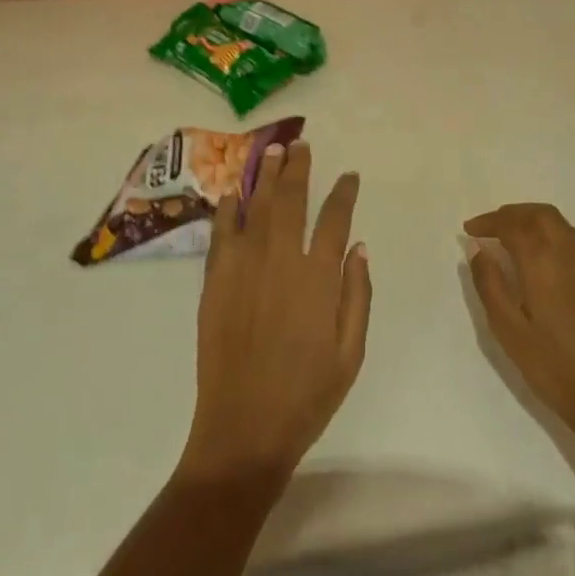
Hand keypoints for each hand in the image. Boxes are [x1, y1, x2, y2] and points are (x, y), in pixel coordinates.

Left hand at [180, 142, 370, 489]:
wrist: (243, 431)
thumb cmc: (306, 395)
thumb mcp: (350, 353)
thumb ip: (357, 295)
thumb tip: (358, 246)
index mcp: (318, 279)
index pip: (334, 219)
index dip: (343, 192)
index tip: (348, 175)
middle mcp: (280, 262)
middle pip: (291, 201)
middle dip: (297, 168)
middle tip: (300, 144)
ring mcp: (244, 268)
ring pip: (256, 208)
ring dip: (265, 177)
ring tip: (271, 150)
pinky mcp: (215, 282)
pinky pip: (222, 234)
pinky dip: (228, 210)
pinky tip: (233, 193)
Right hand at [465, 203, 574, 454]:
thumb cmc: (556, 370)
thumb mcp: (510, 332)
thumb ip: (491, 285)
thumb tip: (478, 250)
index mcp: (543, 262)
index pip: (513, 224)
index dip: (489, 221)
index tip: (470, 229)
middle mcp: (569, 255)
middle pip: (541, 214)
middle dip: (513, 213)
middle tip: (490, 227)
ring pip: (561, 224)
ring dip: (533, 219)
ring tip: (512, 237)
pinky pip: (574, 240)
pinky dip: (551, 234)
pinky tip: (541, 259)